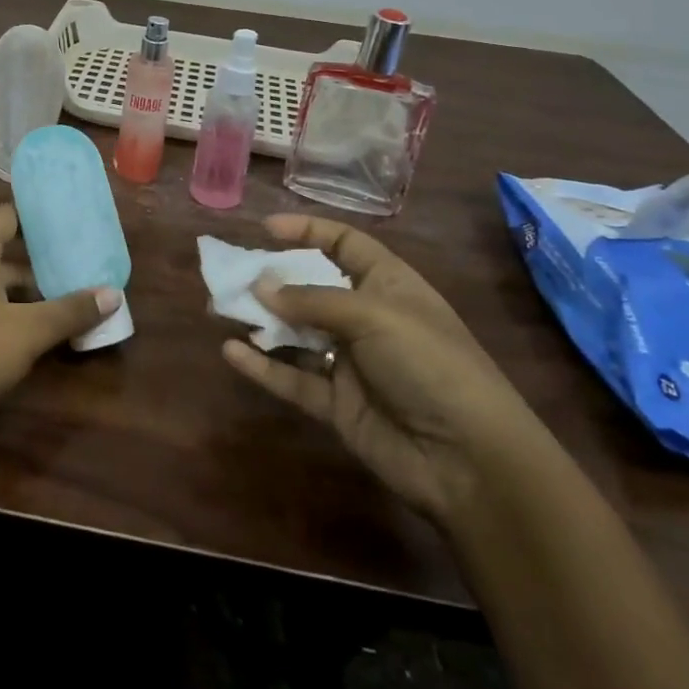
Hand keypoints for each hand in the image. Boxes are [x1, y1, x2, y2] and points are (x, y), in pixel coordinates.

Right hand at [222, 213, 545, 525]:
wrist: (469, 459)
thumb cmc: (430, 364)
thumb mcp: (374, 316)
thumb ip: (312, 300)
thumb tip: (260, 287)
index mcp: (388, 285)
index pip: (345, 244)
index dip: (308, 231)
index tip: (265, 229)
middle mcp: (367, 318)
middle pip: (312, 288)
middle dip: (273, 279)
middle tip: (231, 274)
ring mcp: (351, 363)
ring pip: (296, 333)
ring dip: (261, 321)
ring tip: (219, 307)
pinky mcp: (337, 404)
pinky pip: (293, 378)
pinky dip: (263, 365)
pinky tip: (231, 351)